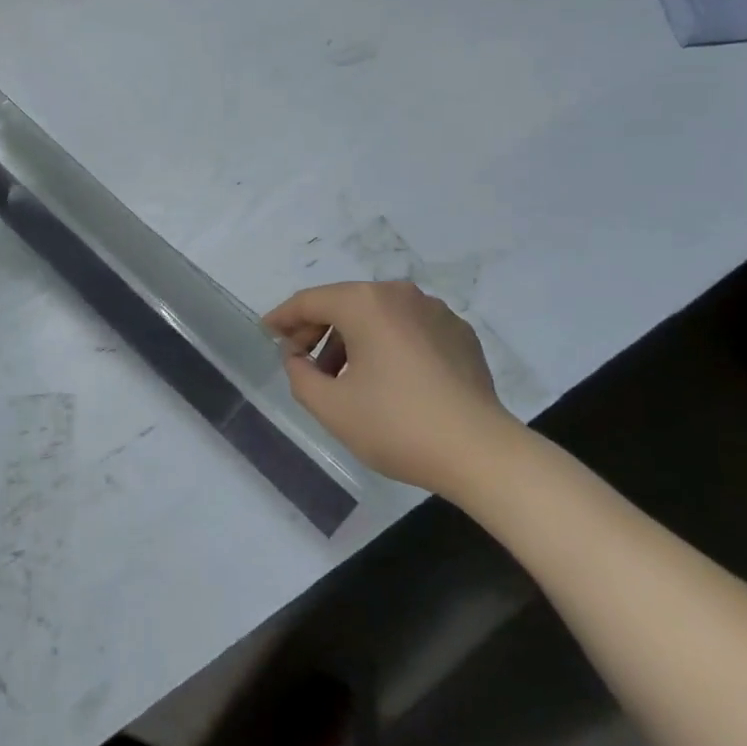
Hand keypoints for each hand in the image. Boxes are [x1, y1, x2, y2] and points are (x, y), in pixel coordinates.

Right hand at [264, 282, 522, 492]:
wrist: (480, 451)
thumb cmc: (397, 425)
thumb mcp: (331, 407)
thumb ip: (300, 375)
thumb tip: (298, 357)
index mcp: (366, 304)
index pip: (311, 301)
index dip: (283, 317)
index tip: (266, 333)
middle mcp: (400, 294)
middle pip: (345, 303)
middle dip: (317, 329)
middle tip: (300, 360)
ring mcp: (435, 311)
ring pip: (378, 315)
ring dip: (351, 339)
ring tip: (341, 378)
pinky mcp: (458, 333)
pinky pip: (408, 328)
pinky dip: (386, 344)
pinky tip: (385, 380)